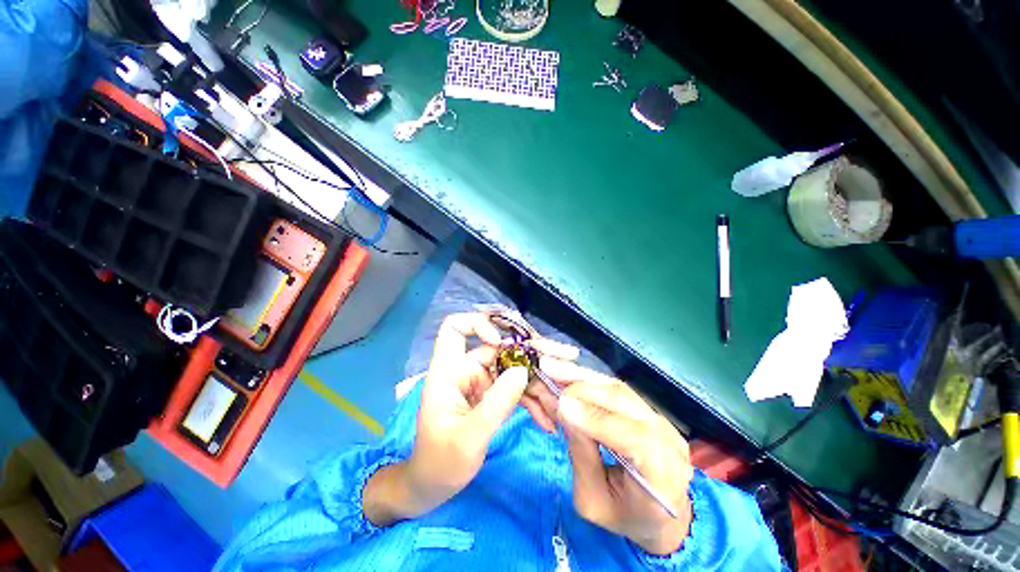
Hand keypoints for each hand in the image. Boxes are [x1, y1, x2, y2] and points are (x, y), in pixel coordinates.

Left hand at [365, 313, 570, 525]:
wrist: (434, 487)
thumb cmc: (440, 464)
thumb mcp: (469, 438)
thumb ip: (496, 404)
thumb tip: (522, 371)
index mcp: (449, 371)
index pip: (455, 328)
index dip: (478, 324)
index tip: (500, 341)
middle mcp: (466, 370)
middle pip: (500, 346)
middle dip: (531, 352)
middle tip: (565, 357)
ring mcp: (481, 382)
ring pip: (513, 368)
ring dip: (538, 381)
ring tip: (561, 397)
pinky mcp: (492, 395)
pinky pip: (516, 388)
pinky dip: (532, 399)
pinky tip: (548, 418)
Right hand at [548, 361, 693, 554]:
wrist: (661, 516)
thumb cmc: (625, 516)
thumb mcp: (593, 500)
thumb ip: (580, 453)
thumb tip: (560, 407)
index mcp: (663, 477)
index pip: (632, 438)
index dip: (595, 418)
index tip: (561, 403)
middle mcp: (669, 440)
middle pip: (624, 402)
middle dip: (582, 387)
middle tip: (548, 374)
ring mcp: (663, 421)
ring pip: (619, 388)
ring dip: (582, 377)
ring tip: (553, 368)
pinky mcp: (651, 410)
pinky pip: (617, 389)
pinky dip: (590, 380)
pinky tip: (569, 373)